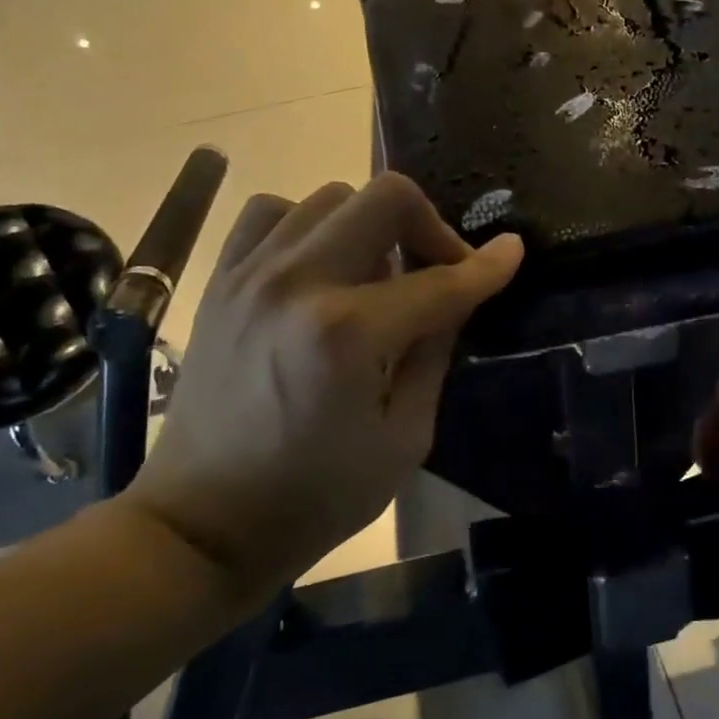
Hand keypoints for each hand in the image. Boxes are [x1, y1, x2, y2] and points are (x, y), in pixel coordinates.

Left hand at [123, 174, 522, 591]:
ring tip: (377, 274)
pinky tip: (321, 265)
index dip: (487, 265)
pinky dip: (309, 224)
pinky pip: (271, 214)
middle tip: (438, 270)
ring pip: (330, 196)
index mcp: (350, 334)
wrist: (205, 522)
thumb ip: (434, 354)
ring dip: (371, 226)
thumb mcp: (404, 438)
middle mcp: (299, 284)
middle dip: (430, 226)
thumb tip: (456, 295)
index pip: (440, 280)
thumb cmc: (317, 496)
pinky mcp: (220, 281)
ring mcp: (251, 274)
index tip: (513, 251)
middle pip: (384, 198)